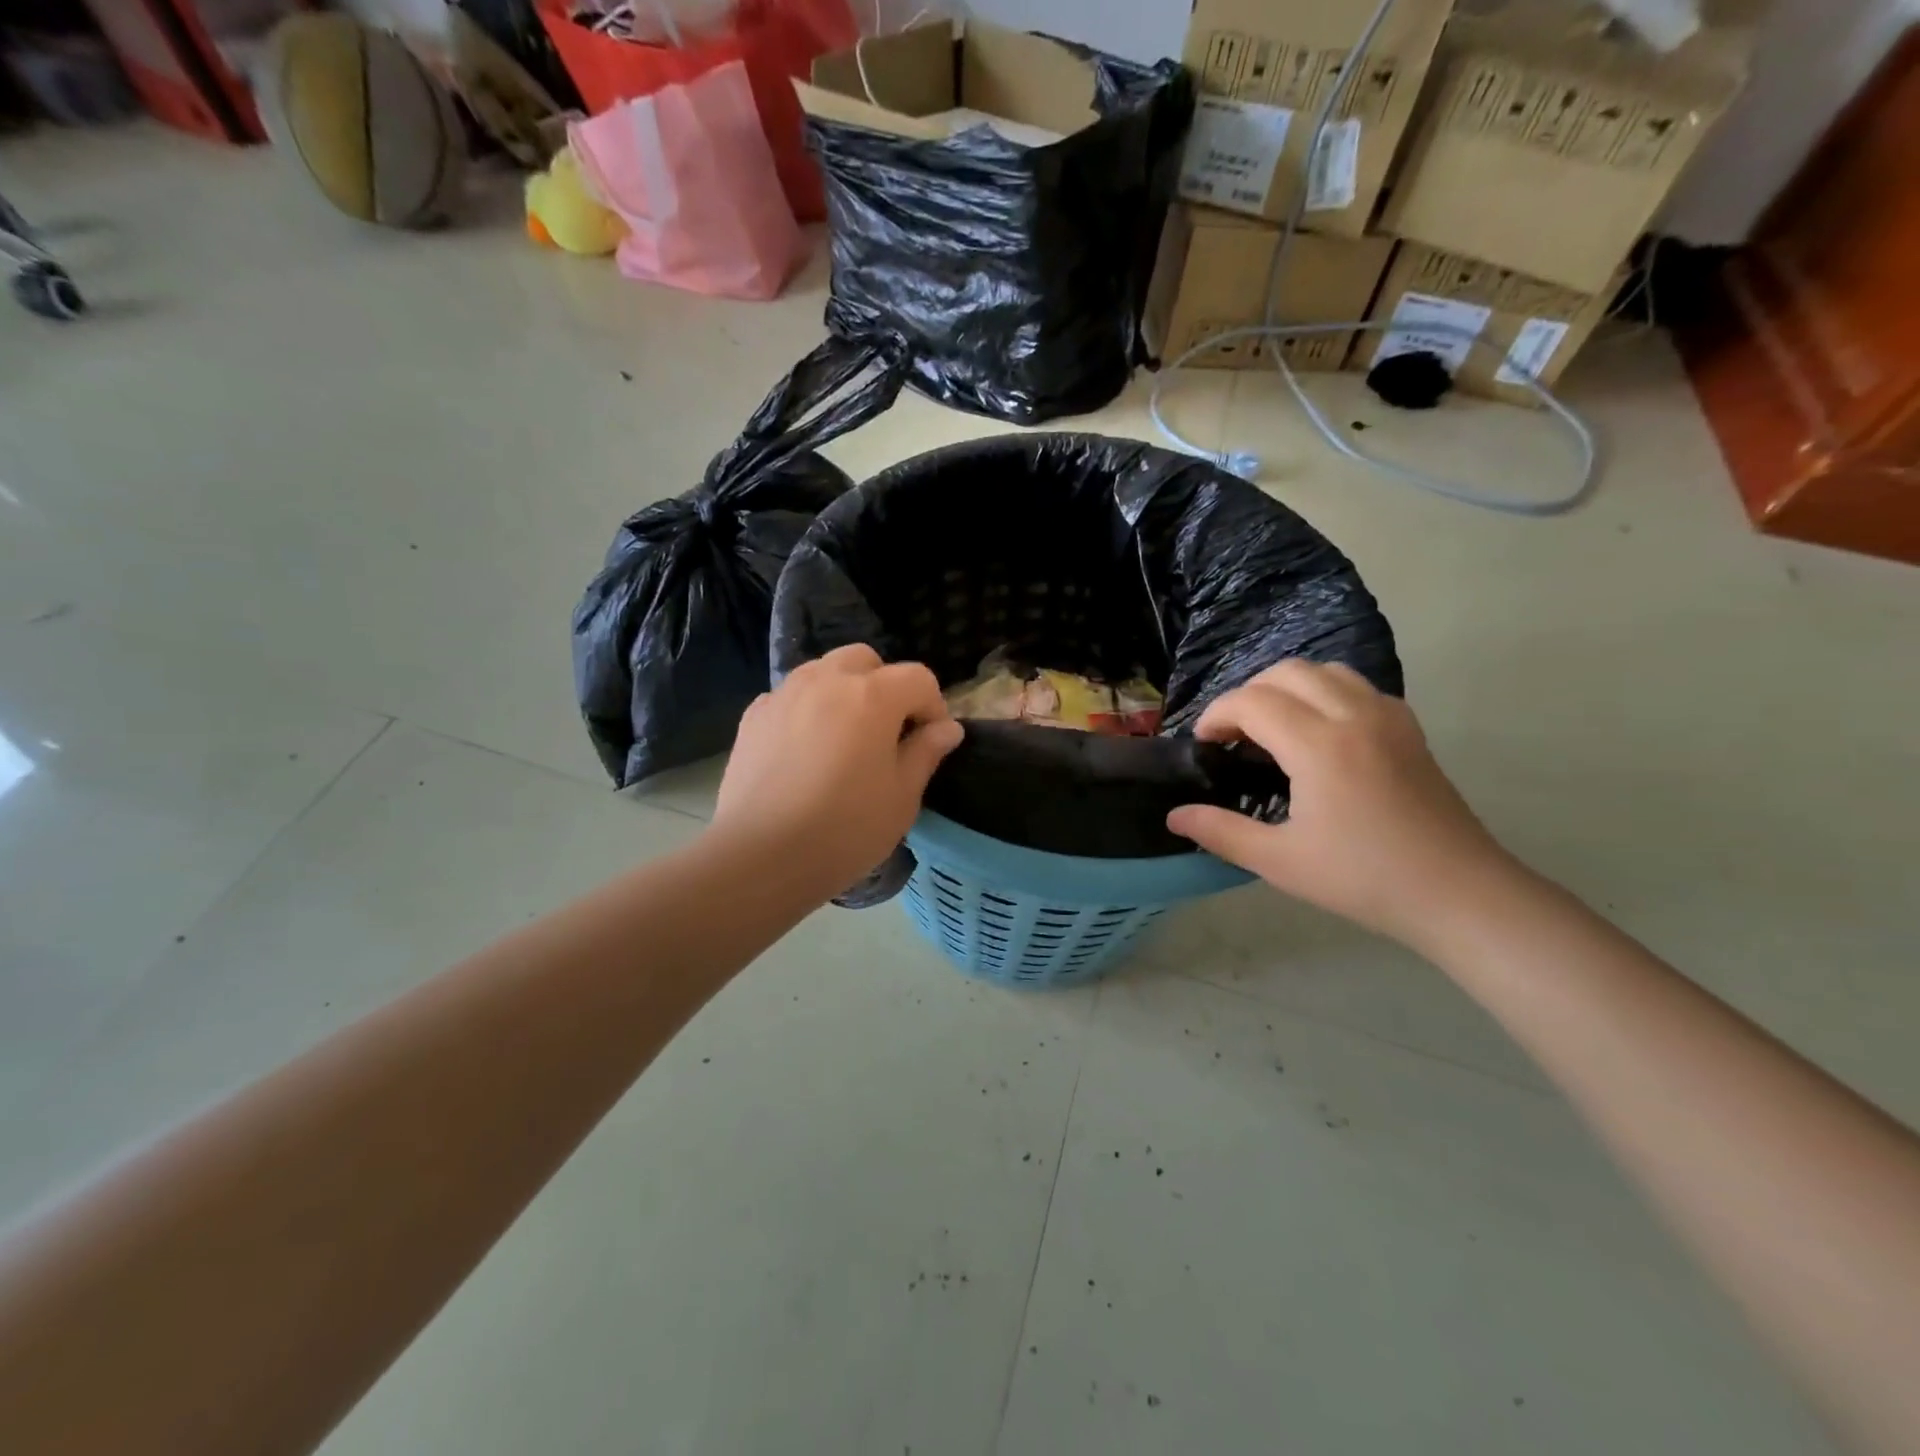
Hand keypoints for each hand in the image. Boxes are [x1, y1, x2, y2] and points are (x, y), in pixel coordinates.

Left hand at [713, 645, 962, 898]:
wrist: (760, 855)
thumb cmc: (844, 829)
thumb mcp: (902, 798)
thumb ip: (926, 753)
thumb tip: (947, 728)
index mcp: (872, 696)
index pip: (918, 678)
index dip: (933, 707)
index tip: (930, 743)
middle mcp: (827, 680)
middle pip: (866, 660)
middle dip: (885, 686)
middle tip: (887, 732)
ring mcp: (785, 694)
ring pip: (824, 671)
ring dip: (844, 692)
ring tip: (845, 738)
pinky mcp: (753, 716)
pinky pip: (791, 696)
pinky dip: (808, 709)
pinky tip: (806, 750)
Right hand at [1167, 660, 1516, 948]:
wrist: (1458, 893)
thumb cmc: (1363, 878)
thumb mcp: (1280, 861)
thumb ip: (1221, 832)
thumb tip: (1174, 816)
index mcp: (1318, 745)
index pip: (1251, 701)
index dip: (1217, 715)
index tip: (1205, 746)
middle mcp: (1353, 716)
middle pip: (1286, 672)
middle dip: (1247, 695)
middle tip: (1234, 736)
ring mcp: (1387, 718)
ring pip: (1325, 671)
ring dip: (1287, 687)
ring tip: (1273, 727)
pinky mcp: (1409, 729)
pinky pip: (1358, 687)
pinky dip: (1326, 693)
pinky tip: (1320, 733)